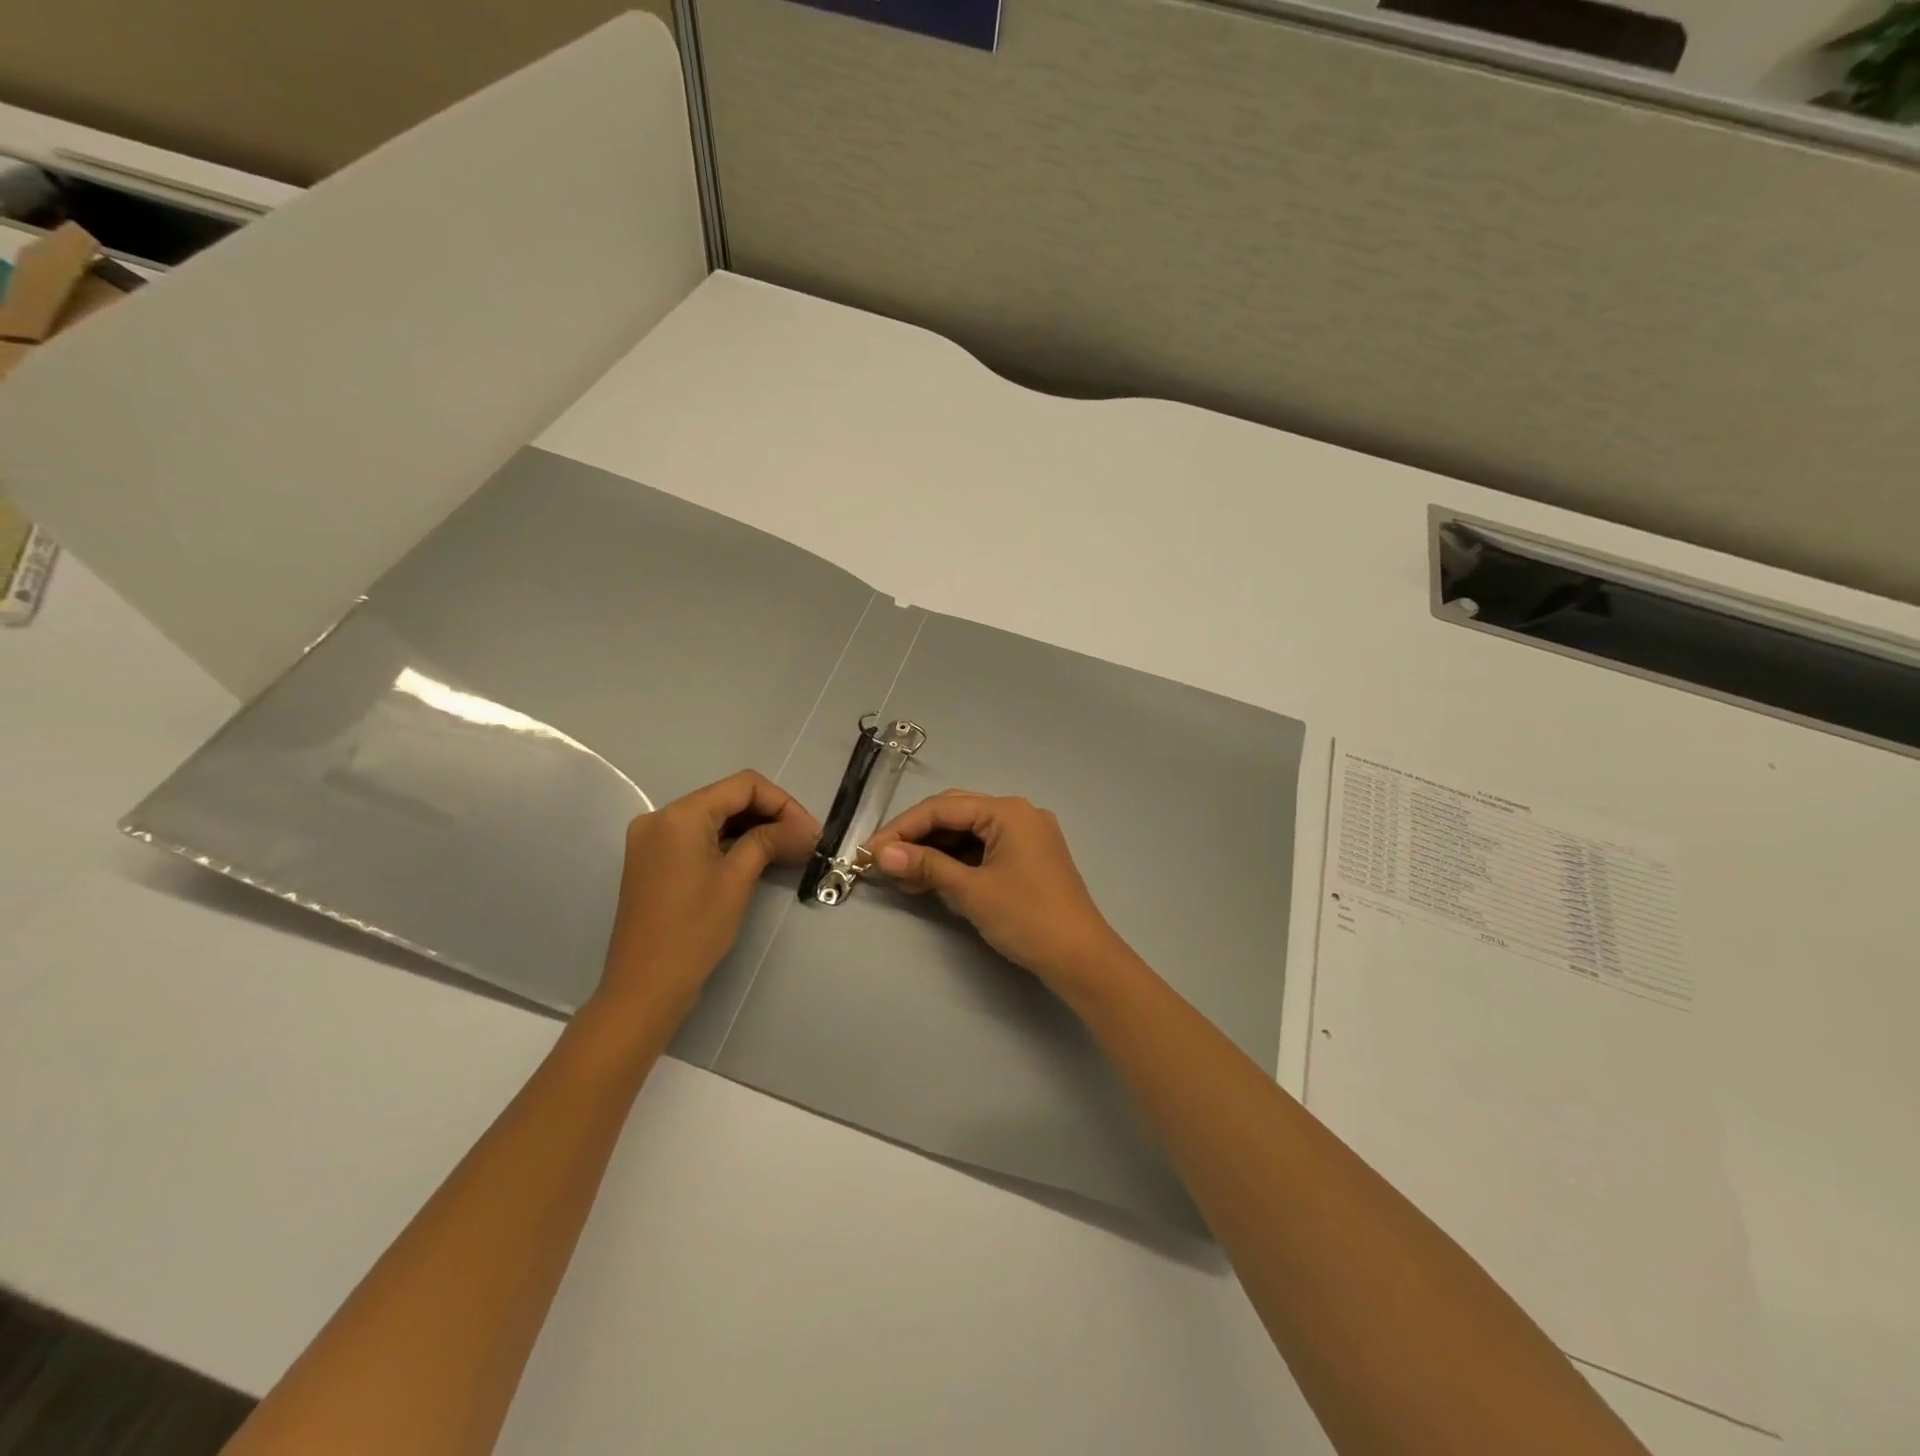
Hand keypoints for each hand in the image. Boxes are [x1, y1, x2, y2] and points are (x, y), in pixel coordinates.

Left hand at [596, 770, 817, 1024]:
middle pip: (727, 798)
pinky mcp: (653, 862)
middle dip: (770, 815)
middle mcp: (661, 817)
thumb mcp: (737, 879)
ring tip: (787, 851)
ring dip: (752, 829)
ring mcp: (653, 840)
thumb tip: (806, 828)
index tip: (809, 831)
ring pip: (714, 818)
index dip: (783, 802)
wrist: (645, 986)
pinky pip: (698, 838)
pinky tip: (757, 859)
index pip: (743, 785)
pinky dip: (729, 843)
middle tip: (804, 842)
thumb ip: (770, 841)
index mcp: (680, 814)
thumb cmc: (694, 929)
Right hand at [866, 791, 1131, 1000]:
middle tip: (880, 861)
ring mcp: (1025, 836)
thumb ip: (926, 866)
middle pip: (954, 815)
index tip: (869, 852)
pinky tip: (928, 880)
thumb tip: (881, 854)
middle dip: (915, 837)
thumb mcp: (972, 891)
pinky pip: (982, 851)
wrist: (1081, 959)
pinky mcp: (1026, 859)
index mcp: (1008, 811)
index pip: (943, 808)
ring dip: (933, 852)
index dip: (901, 828)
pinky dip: (955, 864)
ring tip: (898, 876)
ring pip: (967, 834)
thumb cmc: (1027, 919)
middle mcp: (1018, 814)